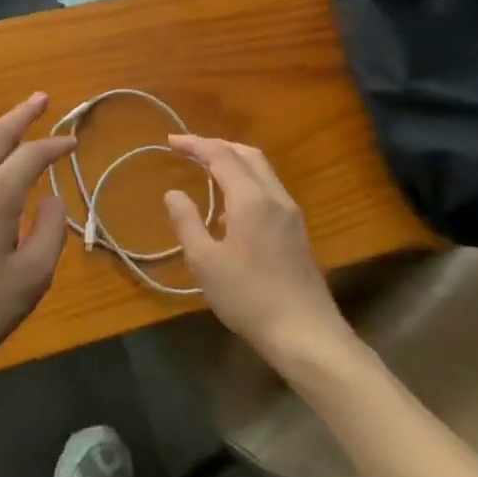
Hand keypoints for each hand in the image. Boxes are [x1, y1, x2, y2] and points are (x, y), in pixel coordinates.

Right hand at [165, 136, 354, 364]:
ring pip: (262, 170)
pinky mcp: (297, 231)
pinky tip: (230, 206)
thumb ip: (187, 222)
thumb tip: (174, 193)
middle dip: (217, 146)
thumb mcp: (205, 262)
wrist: (306, 334)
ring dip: (234, 161)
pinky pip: (269, 189)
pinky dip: (246, 181)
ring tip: (206, 170)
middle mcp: (275, 196)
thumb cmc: (249, 297)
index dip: (195, 144)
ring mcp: (290, 213)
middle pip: (247, 154)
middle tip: (189, 151)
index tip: (171, 142)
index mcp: (251, 198)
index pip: (221, 154)